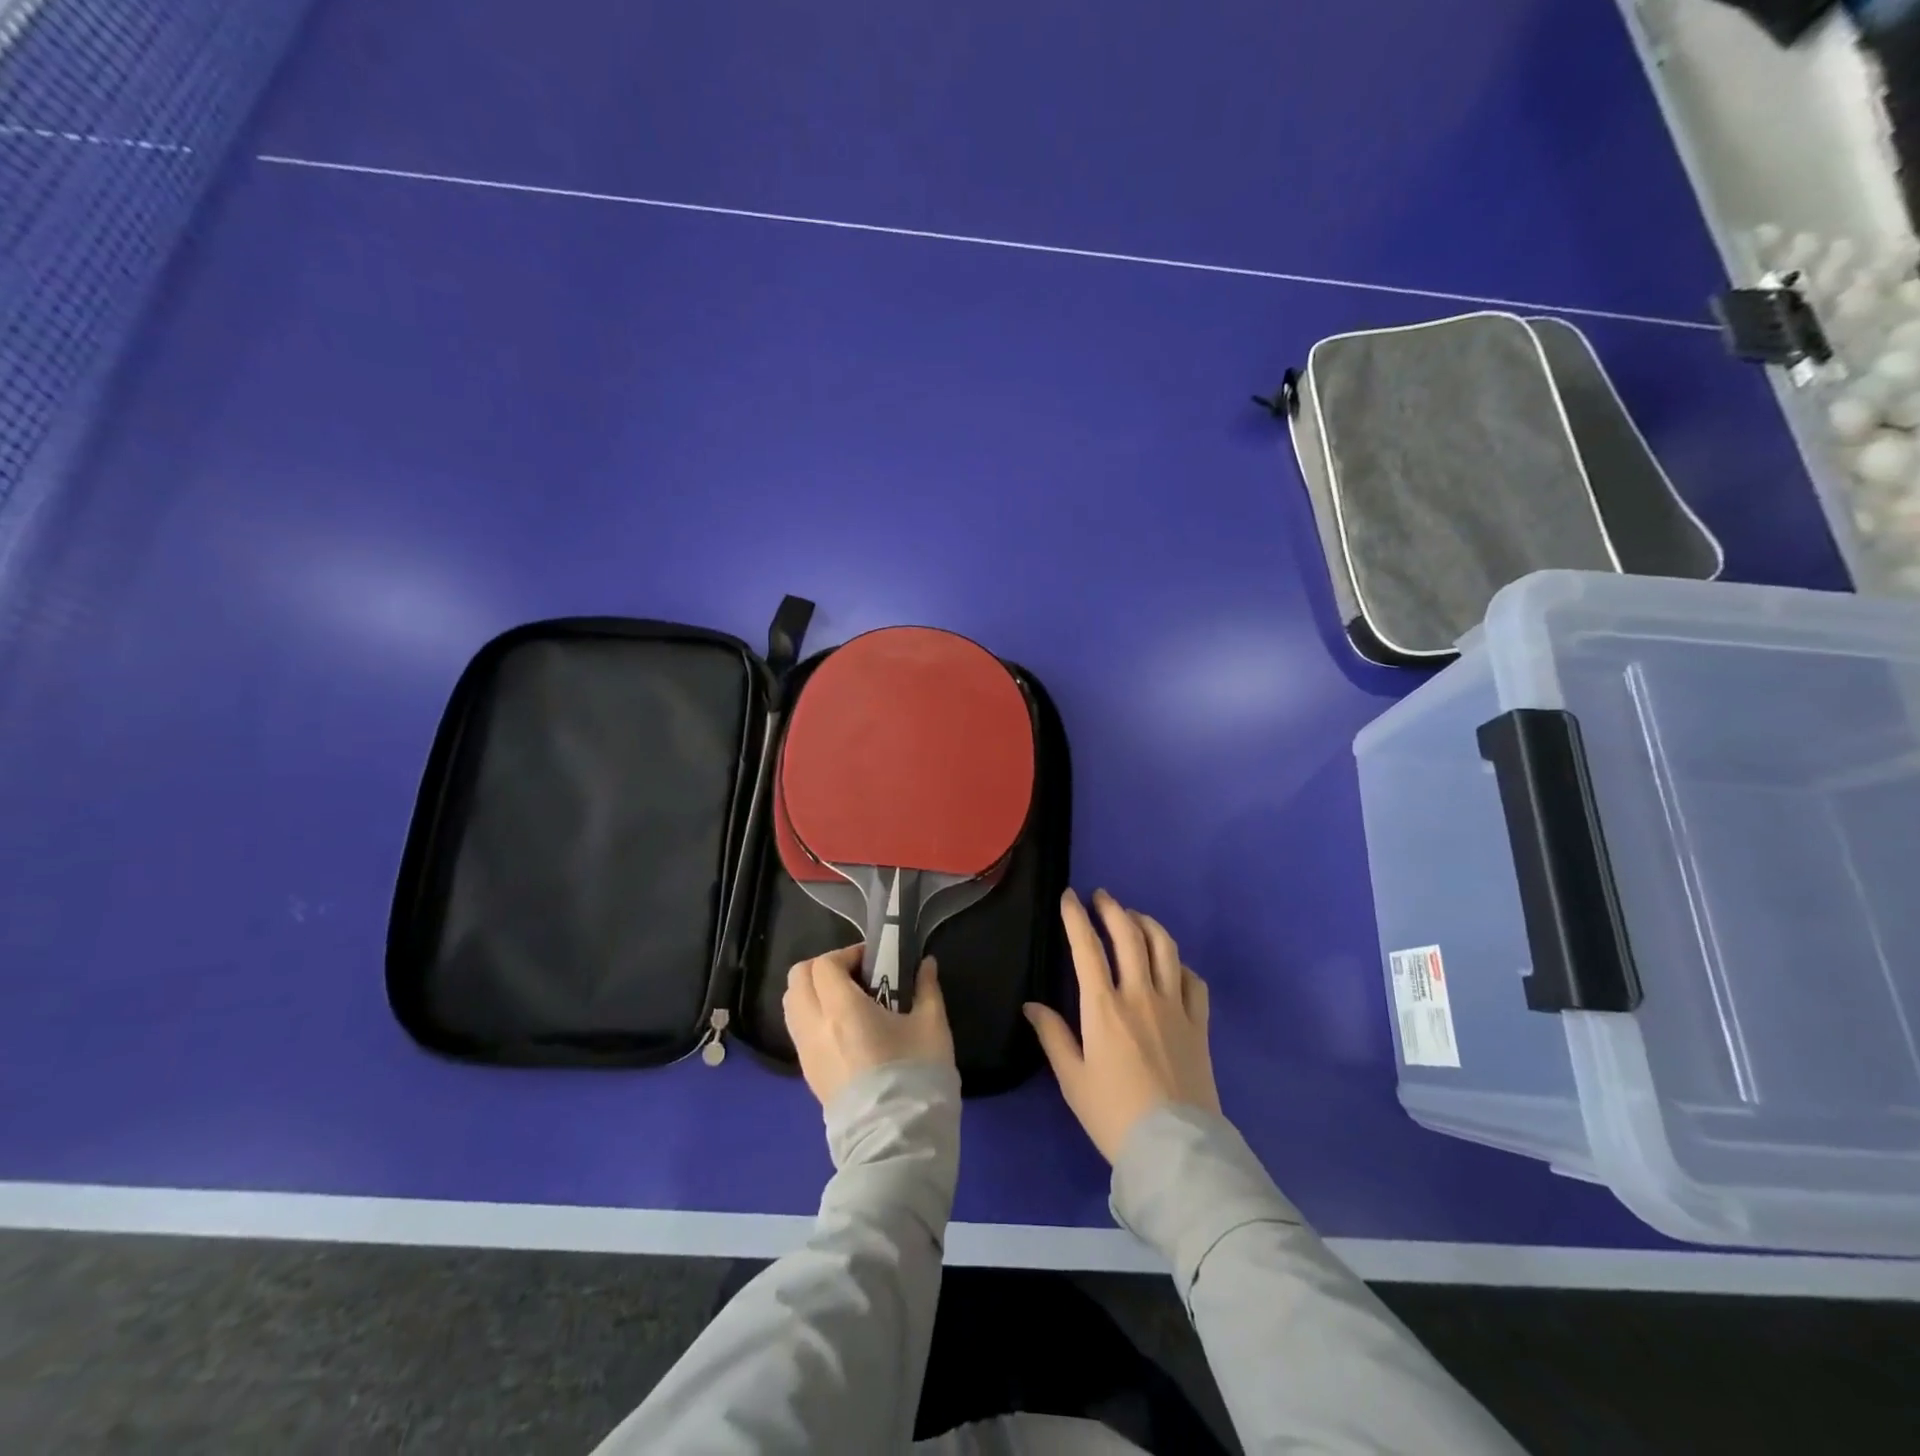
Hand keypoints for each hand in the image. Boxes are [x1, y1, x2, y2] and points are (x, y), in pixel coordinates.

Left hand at [784, 945, 954, 1108]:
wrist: (897, 1141)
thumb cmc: (916, 1076)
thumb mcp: (932, 1026)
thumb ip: (926, 988)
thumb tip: (926, 964)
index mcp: (842, 1009)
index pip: (824, 965)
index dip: (846, 954)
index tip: (871, 961)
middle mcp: (815, 1027)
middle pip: (797, 978)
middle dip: (823, 969)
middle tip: (855, 976)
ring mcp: (806, 1053)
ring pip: (792, 1004)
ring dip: (813, 992)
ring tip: (848, 1001)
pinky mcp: (808, 1075)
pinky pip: (798, 1031)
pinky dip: (812, 1017)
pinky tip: (844, 1029)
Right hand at [1024, 889, 1219, 1162]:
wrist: (1174, 1149)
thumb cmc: (1113, 1115)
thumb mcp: (1073, 1080)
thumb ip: (1053, 1037)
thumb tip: (1032, 1006)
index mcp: (1104, 1008)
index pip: (1087, 948)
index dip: (1076, 917)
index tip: (1068, 897)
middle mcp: (1141, 995)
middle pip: (1129, 936)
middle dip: (1113, 909)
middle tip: (1102, 896)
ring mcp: (1175, 1007)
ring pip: (1165, 948)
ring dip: (1147, 924)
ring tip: (1134, 918)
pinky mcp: (1199, 1024)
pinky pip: (1194, 980)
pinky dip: (1179, 963)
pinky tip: (1171, 964)